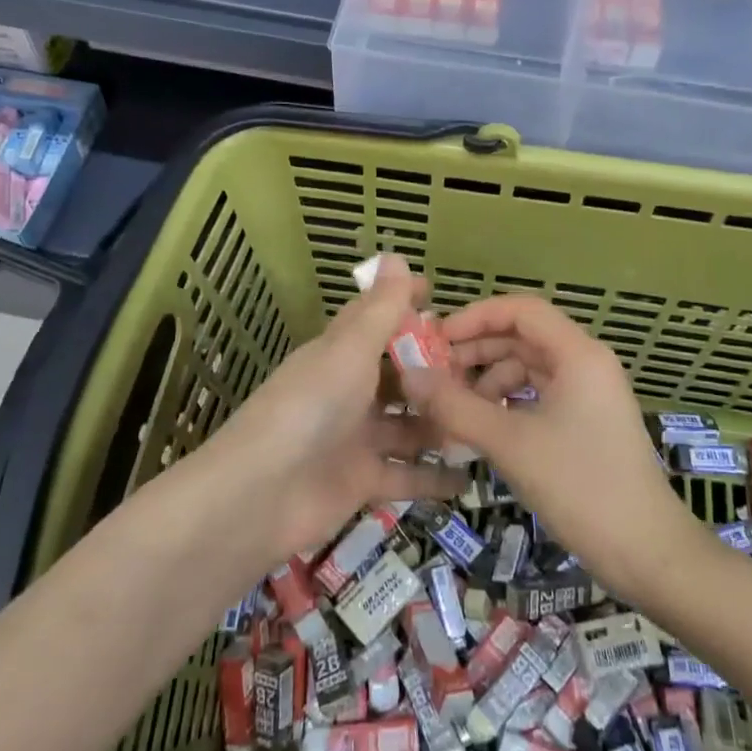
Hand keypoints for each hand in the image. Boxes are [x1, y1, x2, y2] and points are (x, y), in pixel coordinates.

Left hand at [207, 254, 463, 562]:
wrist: (260, 496)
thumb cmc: (309, 409)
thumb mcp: (348, 352)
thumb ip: (378, 310)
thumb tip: (395, 255)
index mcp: (340, 355)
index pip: (376, 321)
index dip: (406, 307)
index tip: (441, 297)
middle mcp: (349, 392)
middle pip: (400, 377)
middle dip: (438, 374)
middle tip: (489, 370)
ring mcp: (356, 438)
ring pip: (409, 426)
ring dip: (443, 423)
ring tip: (491, 419)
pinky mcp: (362, 482)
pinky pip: (407, 475)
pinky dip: (436, 477)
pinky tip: (473, 476)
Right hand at [402, 295, 694, 600]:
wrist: (648, 552)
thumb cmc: (580, 486)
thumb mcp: (511, 443)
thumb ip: (456, 405)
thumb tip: (409, 375)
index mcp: (578, 354)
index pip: (521, 310)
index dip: (475, 316)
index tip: (436, 339)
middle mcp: (586, 364)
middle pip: (523, 337)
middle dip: (477, 350)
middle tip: (434, 374)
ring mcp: (590, 395)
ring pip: (529, 368)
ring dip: (489, 380)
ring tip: (453, 408)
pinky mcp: (587, 423)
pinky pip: (539, 396)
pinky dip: (508, 404)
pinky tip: (482, 428)